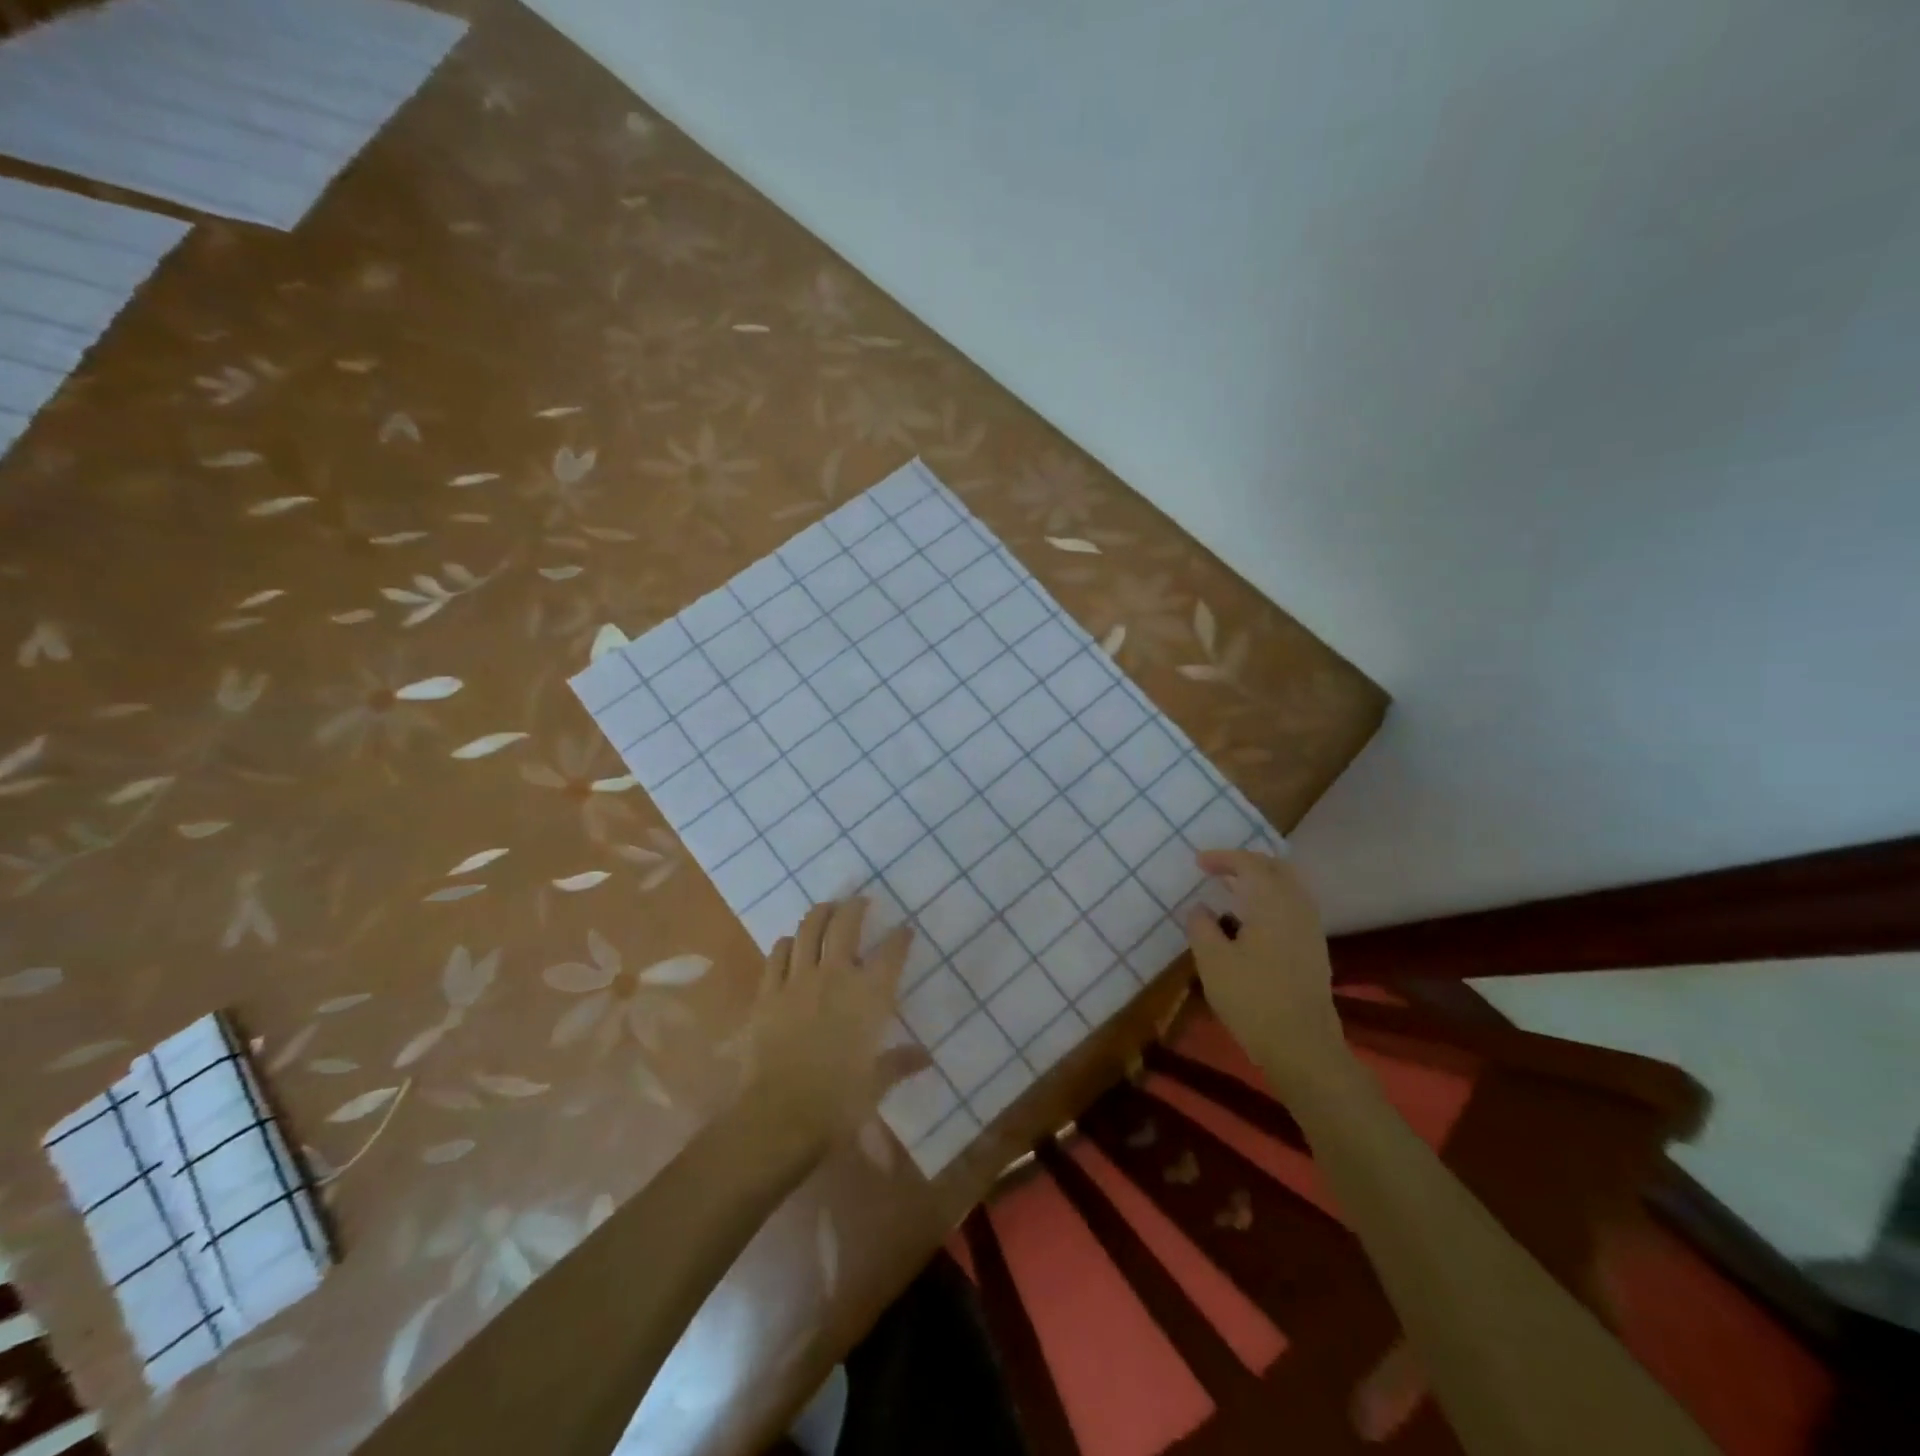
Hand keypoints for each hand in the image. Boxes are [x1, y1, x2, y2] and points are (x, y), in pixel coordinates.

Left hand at [745, 897, 926, 1142]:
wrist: (780, 1115)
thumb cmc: (838, 1102)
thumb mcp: (876, 1084)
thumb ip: (900, 1063)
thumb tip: (926, 1057)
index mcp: (869, 996)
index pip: (891, 953)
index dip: (900, 938)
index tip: (905, 929)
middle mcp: (835, 976)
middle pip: (845, 925)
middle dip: (855, 908)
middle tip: (860, 901)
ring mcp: (798, 980)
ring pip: (807, 930)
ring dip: (819, 914)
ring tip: (826, 908)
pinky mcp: (768, 992)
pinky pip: (777, 955)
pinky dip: (786, 943)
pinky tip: (789, 943)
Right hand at [1184, 850, 1347, 1090]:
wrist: (1303, 1046)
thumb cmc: (1252, 998)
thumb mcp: (1212, 961)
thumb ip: (1201, 926)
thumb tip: (1201, 908)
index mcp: (1272, 902)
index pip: (1250, 864)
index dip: (1223, 857)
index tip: (1198, 863)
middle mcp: (1297, 907)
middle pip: (1276, 868)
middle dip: (1246, 863)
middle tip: (1218, 869)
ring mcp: (1311, 929)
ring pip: (1288, 887)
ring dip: (1260, 881)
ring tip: (1231, 891)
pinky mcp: (1314, 949)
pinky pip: (1293, 906)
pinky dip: (1271, 899)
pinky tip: (1252, 920)